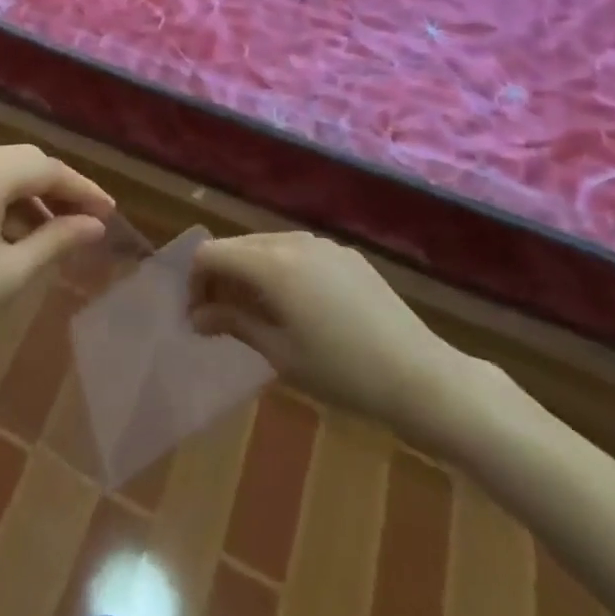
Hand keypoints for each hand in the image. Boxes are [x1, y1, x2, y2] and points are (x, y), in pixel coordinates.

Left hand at [0, 145, 114, 375]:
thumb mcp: (9, 276)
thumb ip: (56, 240)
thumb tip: (96, 224)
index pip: (43, 167)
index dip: (80, 188)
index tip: (108, 212)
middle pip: (17, 160)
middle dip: (53, 186)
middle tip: (82, 218)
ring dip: (22, 193)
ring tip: (47, 229)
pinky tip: (2, 230)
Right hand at [188, 232, 473, 452]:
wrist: (420, 375)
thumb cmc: (342, 372)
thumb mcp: (280, 353)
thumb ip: (234, 323)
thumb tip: (197, 315)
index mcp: (271, 263)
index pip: (211, 253)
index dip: (195, 281)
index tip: (198, 318)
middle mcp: (292, 240)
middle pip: (237, 245)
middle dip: (220, 277)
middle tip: (219, 319)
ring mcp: (322, 243)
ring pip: (266, 246)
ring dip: (249, 272)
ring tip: (255, 315)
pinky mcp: (344, 253)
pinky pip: (297, 251)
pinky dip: (280, 270)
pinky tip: (296, 308)